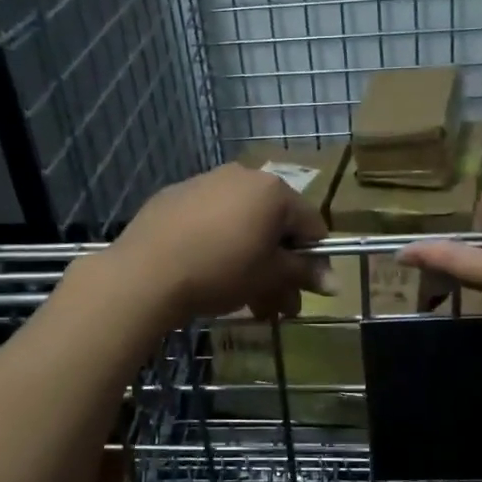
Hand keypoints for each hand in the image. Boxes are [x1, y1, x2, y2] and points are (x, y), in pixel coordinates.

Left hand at [104, 163, 329, 322]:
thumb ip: (303, 273)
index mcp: (272, 190)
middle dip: (279, 268)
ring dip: (251, 261)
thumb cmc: (220, 271)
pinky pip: (210, 220)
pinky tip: (208, 274)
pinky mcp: (174, 196)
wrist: (146, 272)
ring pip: (242, 224)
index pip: (311, 224)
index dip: (315, 260)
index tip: (306, 290)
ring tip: (246, 301)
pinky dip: (219, 244)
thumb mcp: (269, 276)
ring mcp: (205, 182)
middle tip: (278, 306)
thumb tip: (335, 283)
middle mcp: (242, 176)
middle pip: (274, 225)